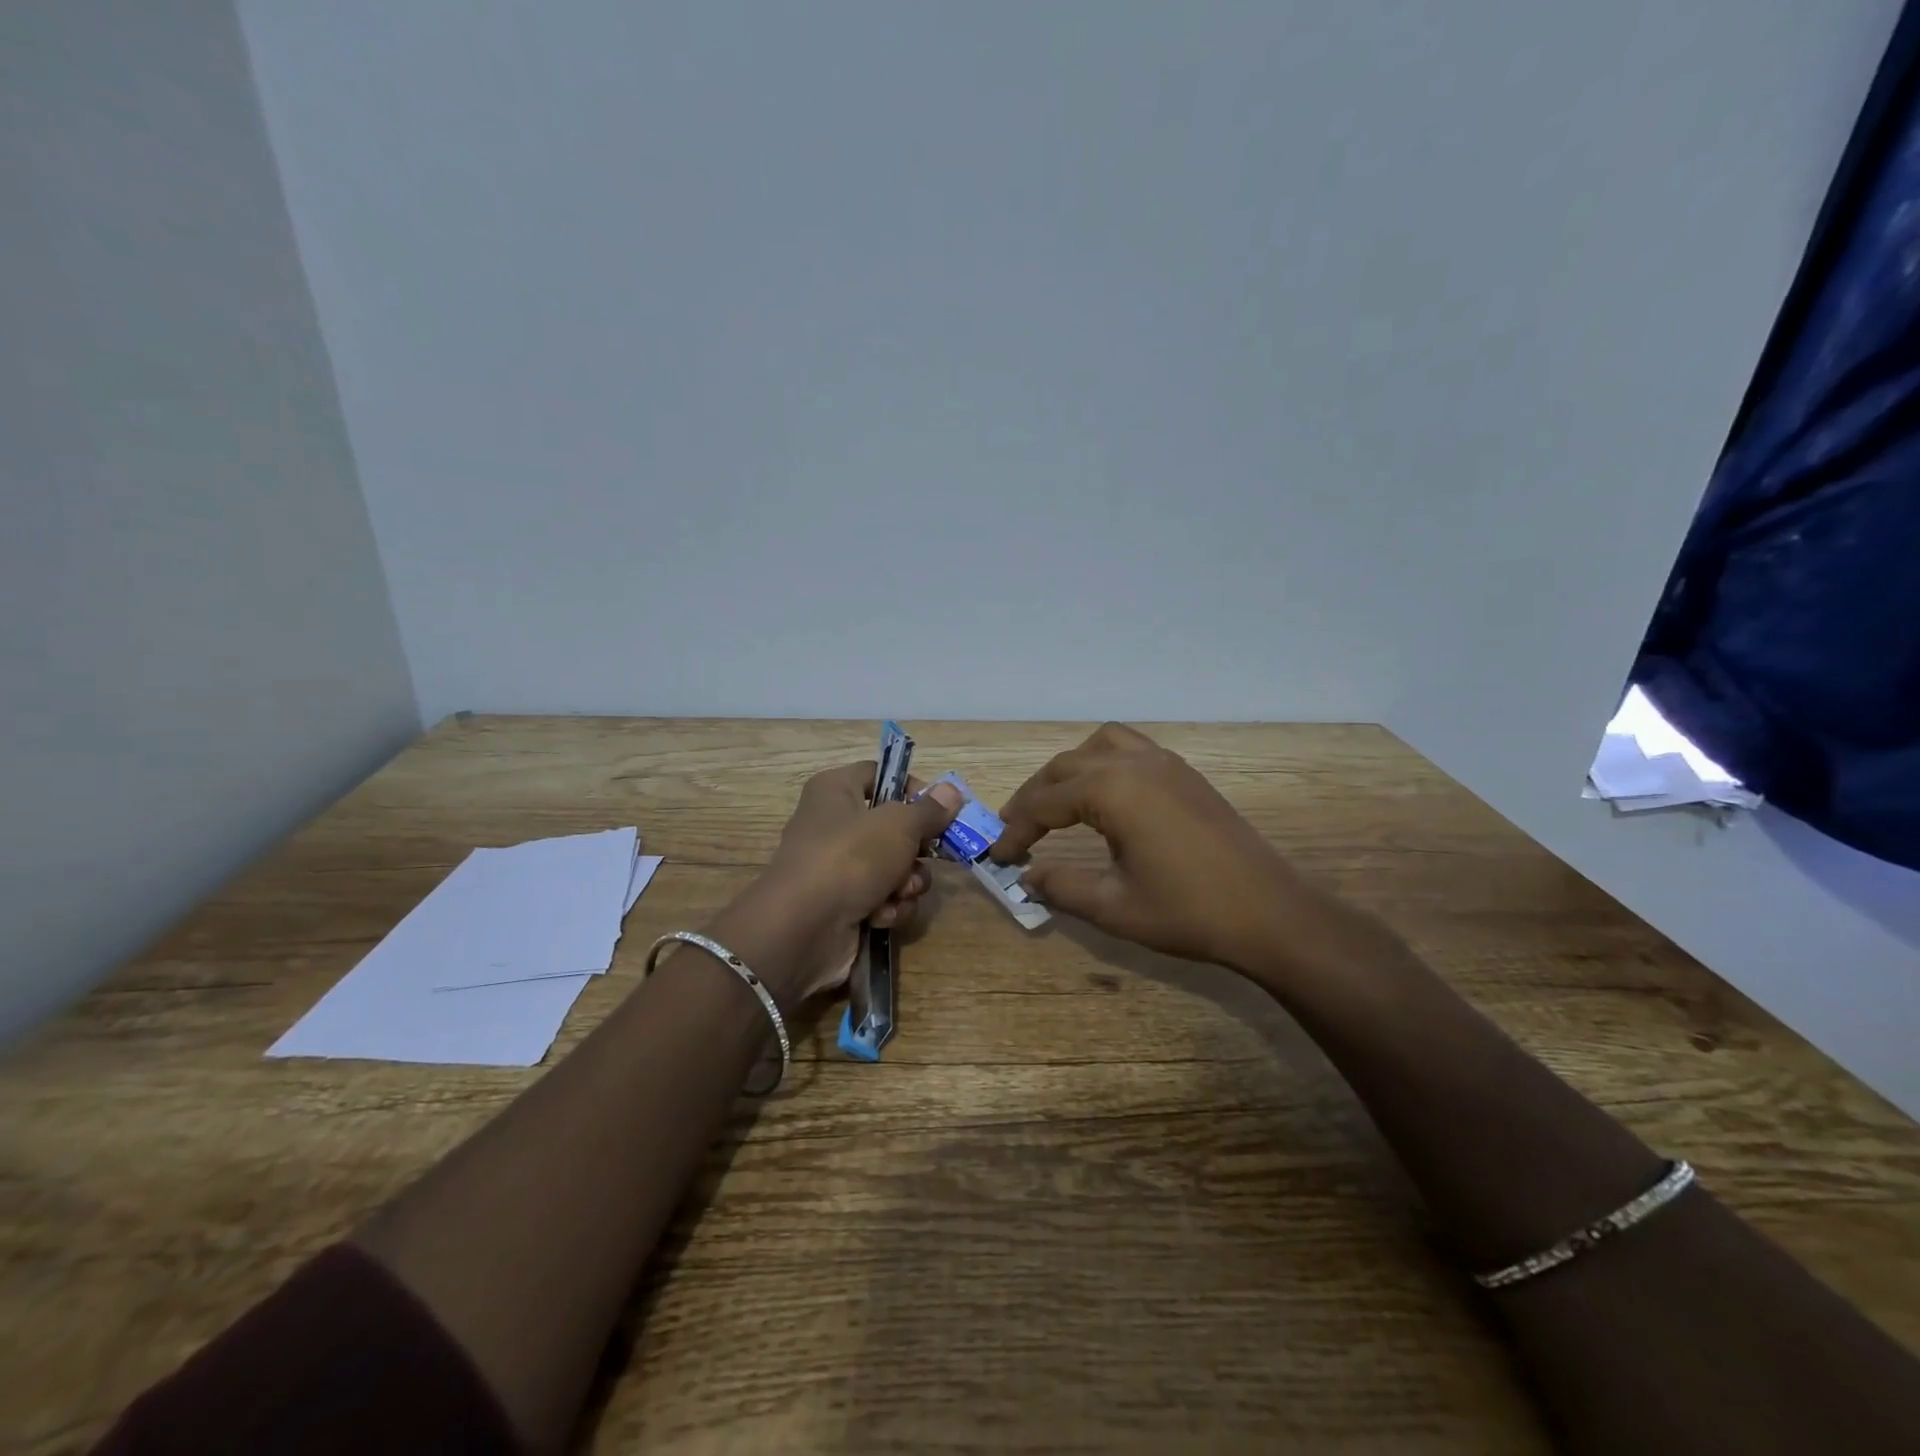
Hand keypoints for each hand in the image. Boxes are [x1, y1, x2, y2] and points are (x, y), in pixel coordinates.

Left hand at [749, 762, 962, 1001]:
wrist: (802, 930)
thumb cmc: (850, 858)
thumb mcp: (898, 825)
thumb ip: (929, 810)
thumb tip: (952, 792)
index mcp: (835, 790)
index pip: (879, 775)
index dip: (911, 788)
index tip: (939, 808)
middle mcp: (833, 824)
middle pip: (893, 826)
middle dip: (917, 848)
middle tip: (931, 856)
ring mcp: (837, 869)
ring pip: (894, 867)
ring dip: (907, 883)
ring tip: (900, 892)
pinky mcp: (843, 906)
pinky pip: (882, 899)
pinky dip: (888, 908)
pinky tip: (881, 916)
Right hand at [991, 723, 1359, 983]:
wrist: (1271, 913)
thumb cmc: (1188, 912)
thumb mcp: (1114, 906)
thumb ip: (1062, 886)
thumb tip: (1027, 878)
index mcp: (1112, 789)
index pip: (1044, 804)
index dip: (1015, 831)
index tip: (997, 857)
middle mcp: (1134, 762)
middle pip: (1065, 767)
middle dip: (1034, 797)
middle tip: (1014, 831)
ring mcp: (1165, 762)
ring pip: (1099, 746)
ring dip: (1069, 770)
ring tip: (1055, 803)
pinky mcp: (1186, 773)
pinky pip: (1131, 749)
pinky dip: (1104, 763)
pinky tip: (1105, 797)